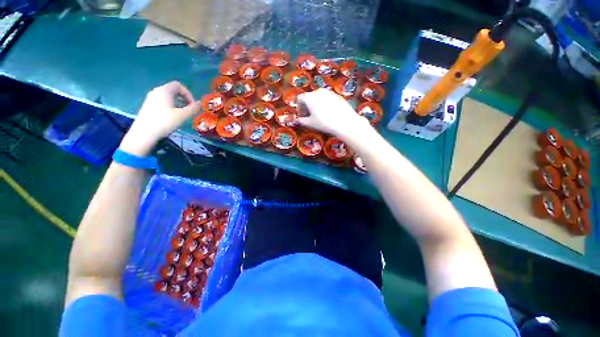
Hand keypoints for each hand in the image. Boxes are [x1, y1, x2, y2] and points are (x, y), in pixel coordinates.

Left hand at [120, 81, 200, 155]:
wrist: (144, 133)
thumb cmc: (164, 122)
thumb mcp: (182, 116)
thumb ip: (193, 108)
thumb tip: (200, 103)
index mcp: (164, 91)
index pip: (179, 85)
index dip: (188, 94)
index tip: (192, 105)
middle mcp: (156, 91)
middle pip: (173, 90)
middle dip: (184, 99)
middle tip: (189, 110)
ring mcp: (150, 98)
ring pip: (168, 96)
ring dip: (178, 103)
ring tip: (182, 114)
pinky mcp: (148, 106)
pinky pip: (162, 101)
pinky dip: (170, 106)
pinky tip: (172, 117)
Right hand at [297, 89, 370, 140]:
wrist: (344, 122)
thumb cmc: (324, 123)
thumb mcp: (310, 123)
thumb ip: (301, 121)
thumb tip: (297, 120)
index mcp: (309, 97)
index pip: (300, 99)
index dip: (299, 108)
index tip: (301, 116)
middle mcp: (318, 91)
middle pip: (309, 97)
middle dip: (307, 106)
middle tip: (308, 116)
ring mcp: (329, 92)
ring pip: (318, 97)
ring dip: (315, 105)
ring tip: (318, 115)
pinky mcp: (337, 95)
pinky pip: (327, 98)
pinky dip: (324, 104)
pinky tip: (328, 113)